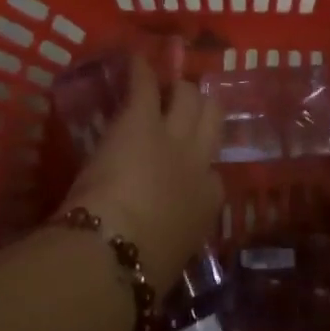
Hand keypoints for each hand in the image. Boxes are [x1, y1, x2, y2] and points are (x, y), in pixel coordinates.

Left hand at [64, 56, 223, 291]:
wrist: (116, 252)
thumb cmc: (139, 273)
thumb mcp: (169, 261)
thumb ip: (170, 244)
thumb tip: (158, 252)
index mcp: (207, 205)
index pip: (214, 179)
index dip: (201, 169)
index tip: (188, 170)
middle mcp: (198, 162)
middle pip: (211, 121)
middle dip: (202, 111)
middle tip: (187, 105)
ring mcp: (172, 136)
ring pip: (188, 96)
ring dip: (178, 90)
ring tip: (167, 81)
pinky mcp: (140, 119)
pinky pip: (145, 85)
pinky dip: (141, 70)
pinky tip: (136, 57)